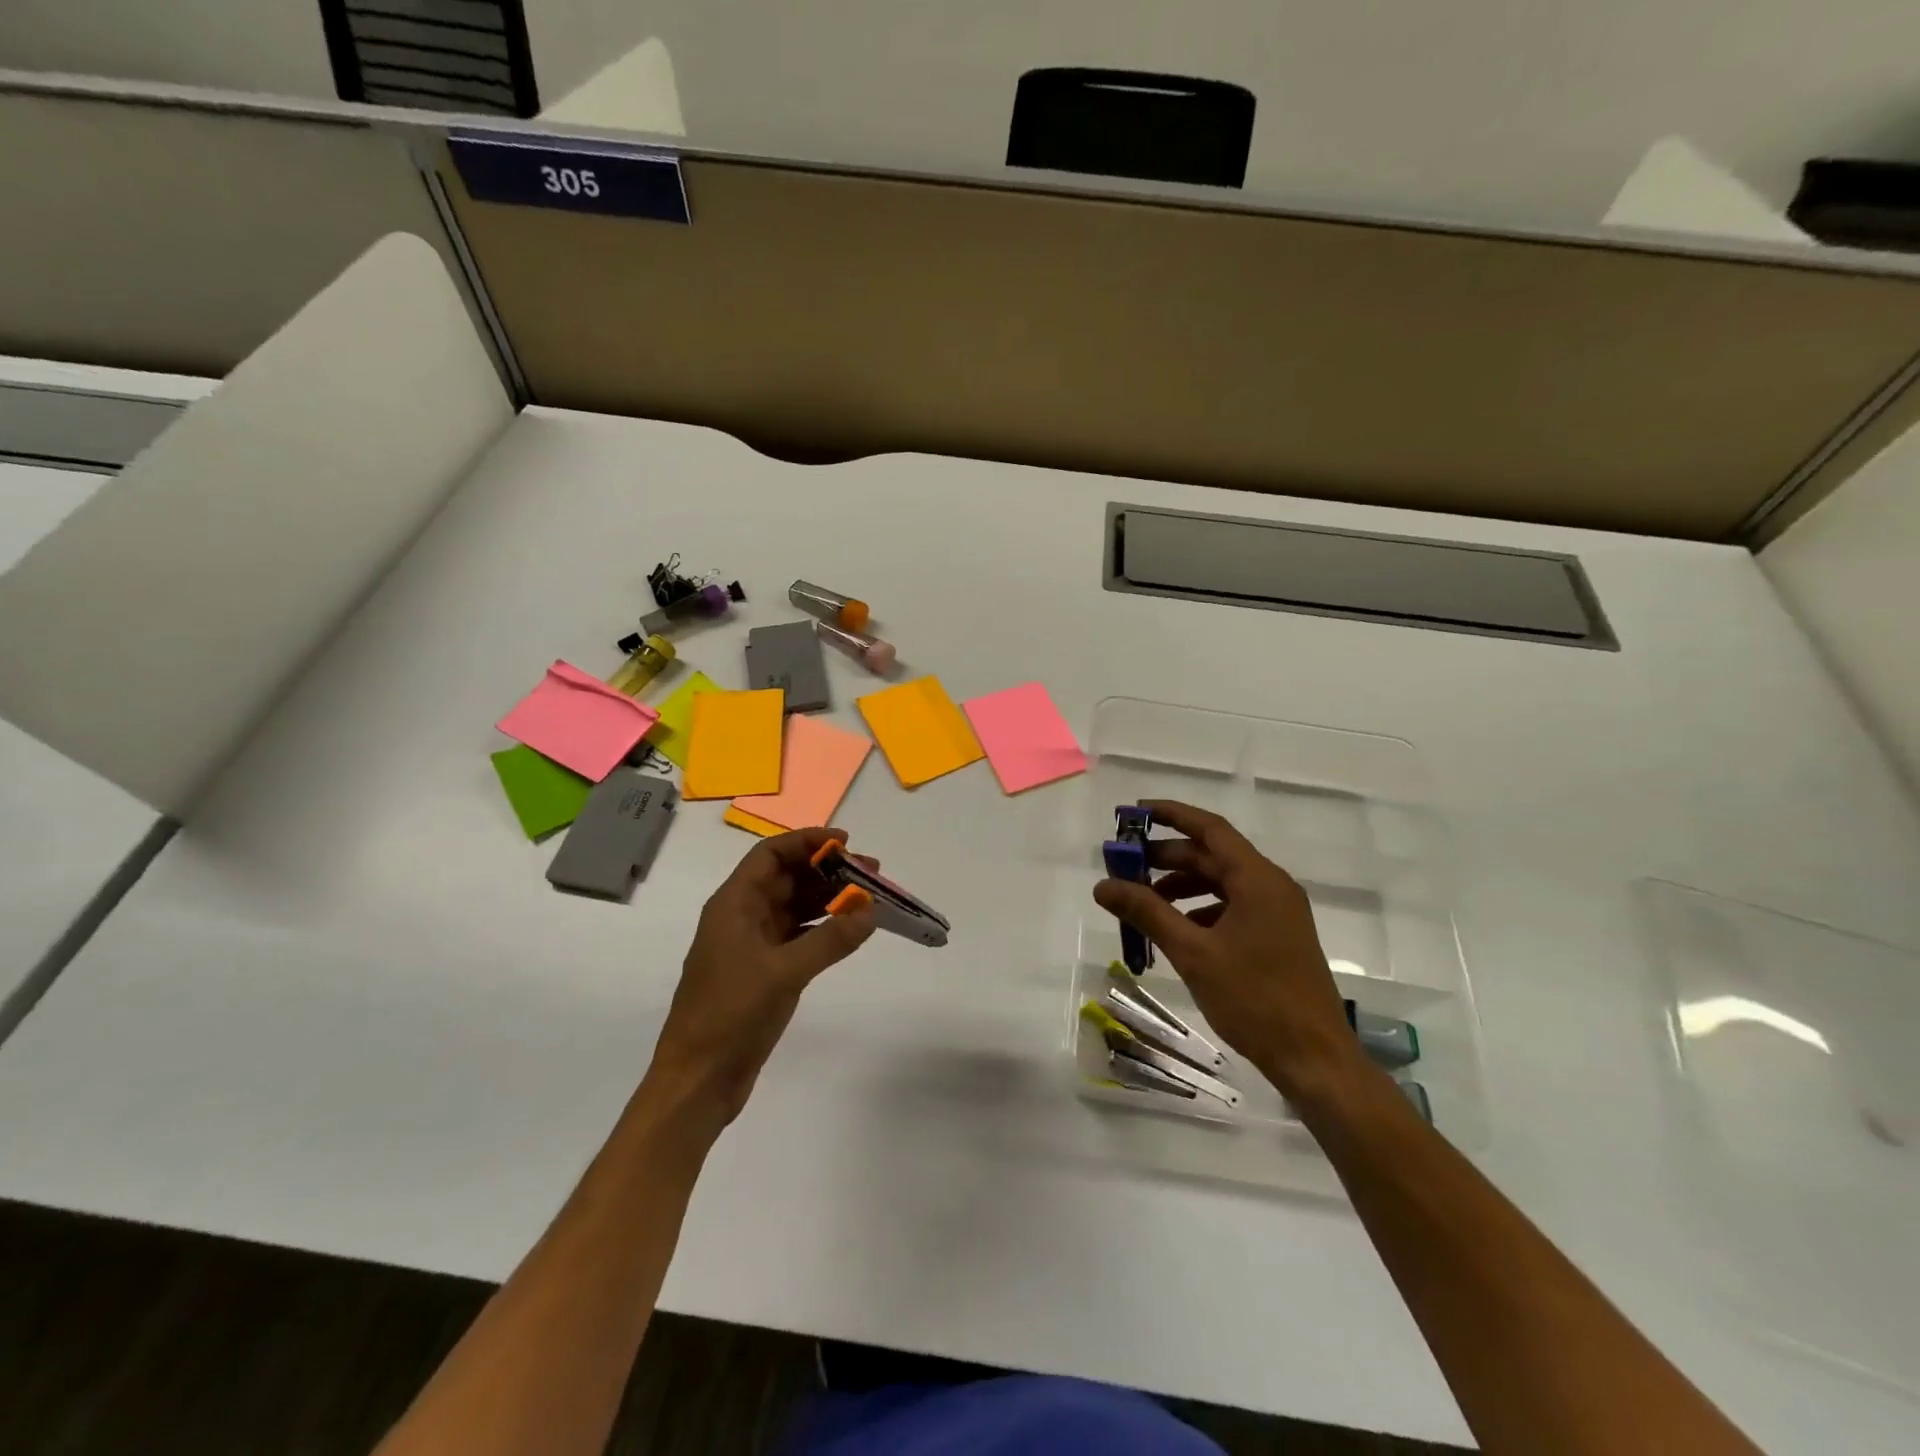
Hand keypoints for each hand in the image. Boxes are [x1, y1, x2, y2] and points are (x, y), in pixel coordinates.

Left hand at [648, 827, 875, 1124]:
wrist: (698, 1080)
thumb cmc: (731, 1015)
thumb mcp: (784, 972)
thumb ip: (831, 939)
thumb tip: (870, 910)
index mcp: (733, 905)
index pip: (770, 855)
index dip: (806, 841)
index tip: (846, 842)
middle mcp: (742, 917)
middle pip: (787, 878)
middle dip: (827, 871)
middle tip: (872, 872)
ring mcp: (752, 946)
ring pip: (796, 908)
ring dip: (830, 899)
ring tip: (871, 897)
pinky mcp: (764, 972)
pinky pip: (799, 937)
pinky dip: (824, 929)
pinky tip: (851, 930)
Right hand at [1092, 800, 1365, 1101]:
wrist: (1314, 1059)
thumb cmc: (1254, 999)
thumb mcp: (1193, 952)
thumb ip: (1146, 912)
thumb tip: (1103, 885)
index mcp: (1258, 880)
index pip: (1210, 829)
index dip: (1172, 815)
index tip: (1135, 813)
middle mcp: (1271, 887)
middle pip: (1212, 856)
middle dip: (1167, 857)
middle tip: (1126, 866)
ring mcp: (1278, 913)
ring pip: (1221, 884)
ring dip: (1181, 887)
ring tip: (1144, 903)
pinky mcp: (1277, 937)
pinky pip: (1232, 907)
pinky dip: (1200, 910)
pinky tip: (1176, 932)